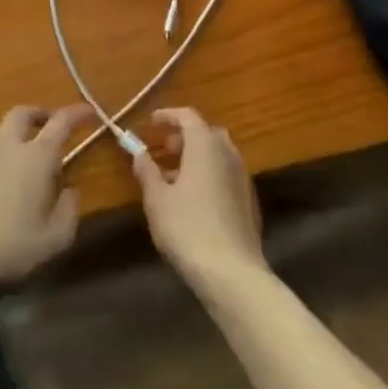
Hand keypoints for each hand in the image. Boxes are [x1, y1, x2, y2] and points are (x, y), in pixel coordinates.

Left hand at [0, 105, 94, 302]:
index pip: (61, 122)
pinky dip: (4, 153)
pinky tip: (8, 181)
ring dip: (20, 133)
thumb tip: (69, 188)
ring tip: (32, 158)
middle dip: (41, 114)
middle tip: (53, 127)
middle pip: (23, 113)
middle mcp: (8, 146)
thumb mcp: (55, 239)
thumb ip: (69, 209)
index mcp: (36, 156)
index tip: (90, 111)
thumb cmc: (9, 248)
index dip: (78, 113)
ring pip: (3, 130)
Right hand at [132, 108, 265, 292]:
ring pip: (218, 154)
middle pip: (207, 133)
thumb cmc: (187, 228)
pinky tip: (194, 199)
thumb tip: (138, 152)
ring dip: (196, 157)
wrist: (232, 272)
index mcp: (205, 146)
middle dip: (184, 136)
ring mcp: (242, 177)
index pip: (188, 116)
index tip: (151, 122)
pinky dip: (209, 174)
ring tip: (174, 177)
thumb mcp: (157, 199)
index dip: (168, 115)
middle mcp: (228, 154)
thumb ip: (146, 171)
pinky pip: (226, 174)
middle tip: (164, 148)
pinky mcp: (249, 200)